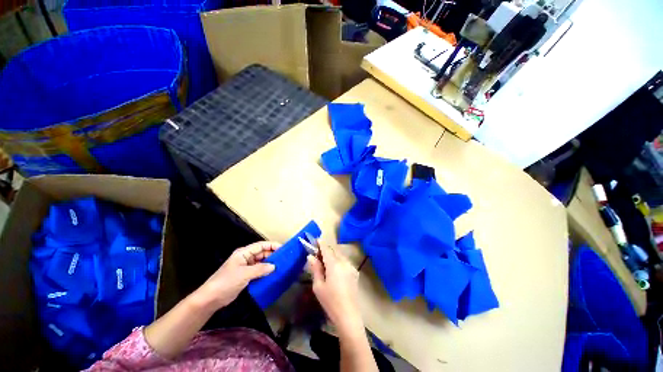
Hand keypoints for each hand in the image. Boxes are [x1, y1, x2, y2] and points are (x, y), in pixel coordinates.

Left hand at [197, 241, 278, 309]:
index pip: (261, 245)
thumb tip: (274, 266)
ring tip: (281, 266)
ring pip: (261, 262)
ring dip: (269, 264)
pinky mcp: (246, 276)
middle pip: (262, 253)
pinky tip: (273, 274)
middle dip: (272, 255)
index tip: (283, 248)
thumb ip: (260, 269)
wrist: (211, 298)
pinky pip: (258, 271)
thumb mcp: (244, 274)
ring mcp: (245, 267)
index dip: (272, 245)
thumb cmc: (227, 282)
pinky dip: (265, 271)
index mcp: (244, 253)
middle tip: (284, 259)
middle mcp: (246, 257)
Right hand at [307, 244, 363, 335]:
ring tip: (325, 262)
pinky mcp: (355, 272)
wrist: (348, 315)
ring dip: (333, 255)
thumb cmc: (330, 301)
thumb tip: (311, 256)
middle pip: (334, 251)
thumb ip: (315, 269)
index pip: (327, 249)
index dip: (321, 243)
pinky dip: (338, 261)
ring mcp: (351, 267)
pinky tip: (334, 270)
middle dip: (326, 250)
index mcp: (334, 264)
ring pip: (340, 256)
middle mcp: (344, 262)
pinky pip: (345, 262)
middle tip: (318, 253)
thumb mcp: (318, 286)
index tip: (317, 239)